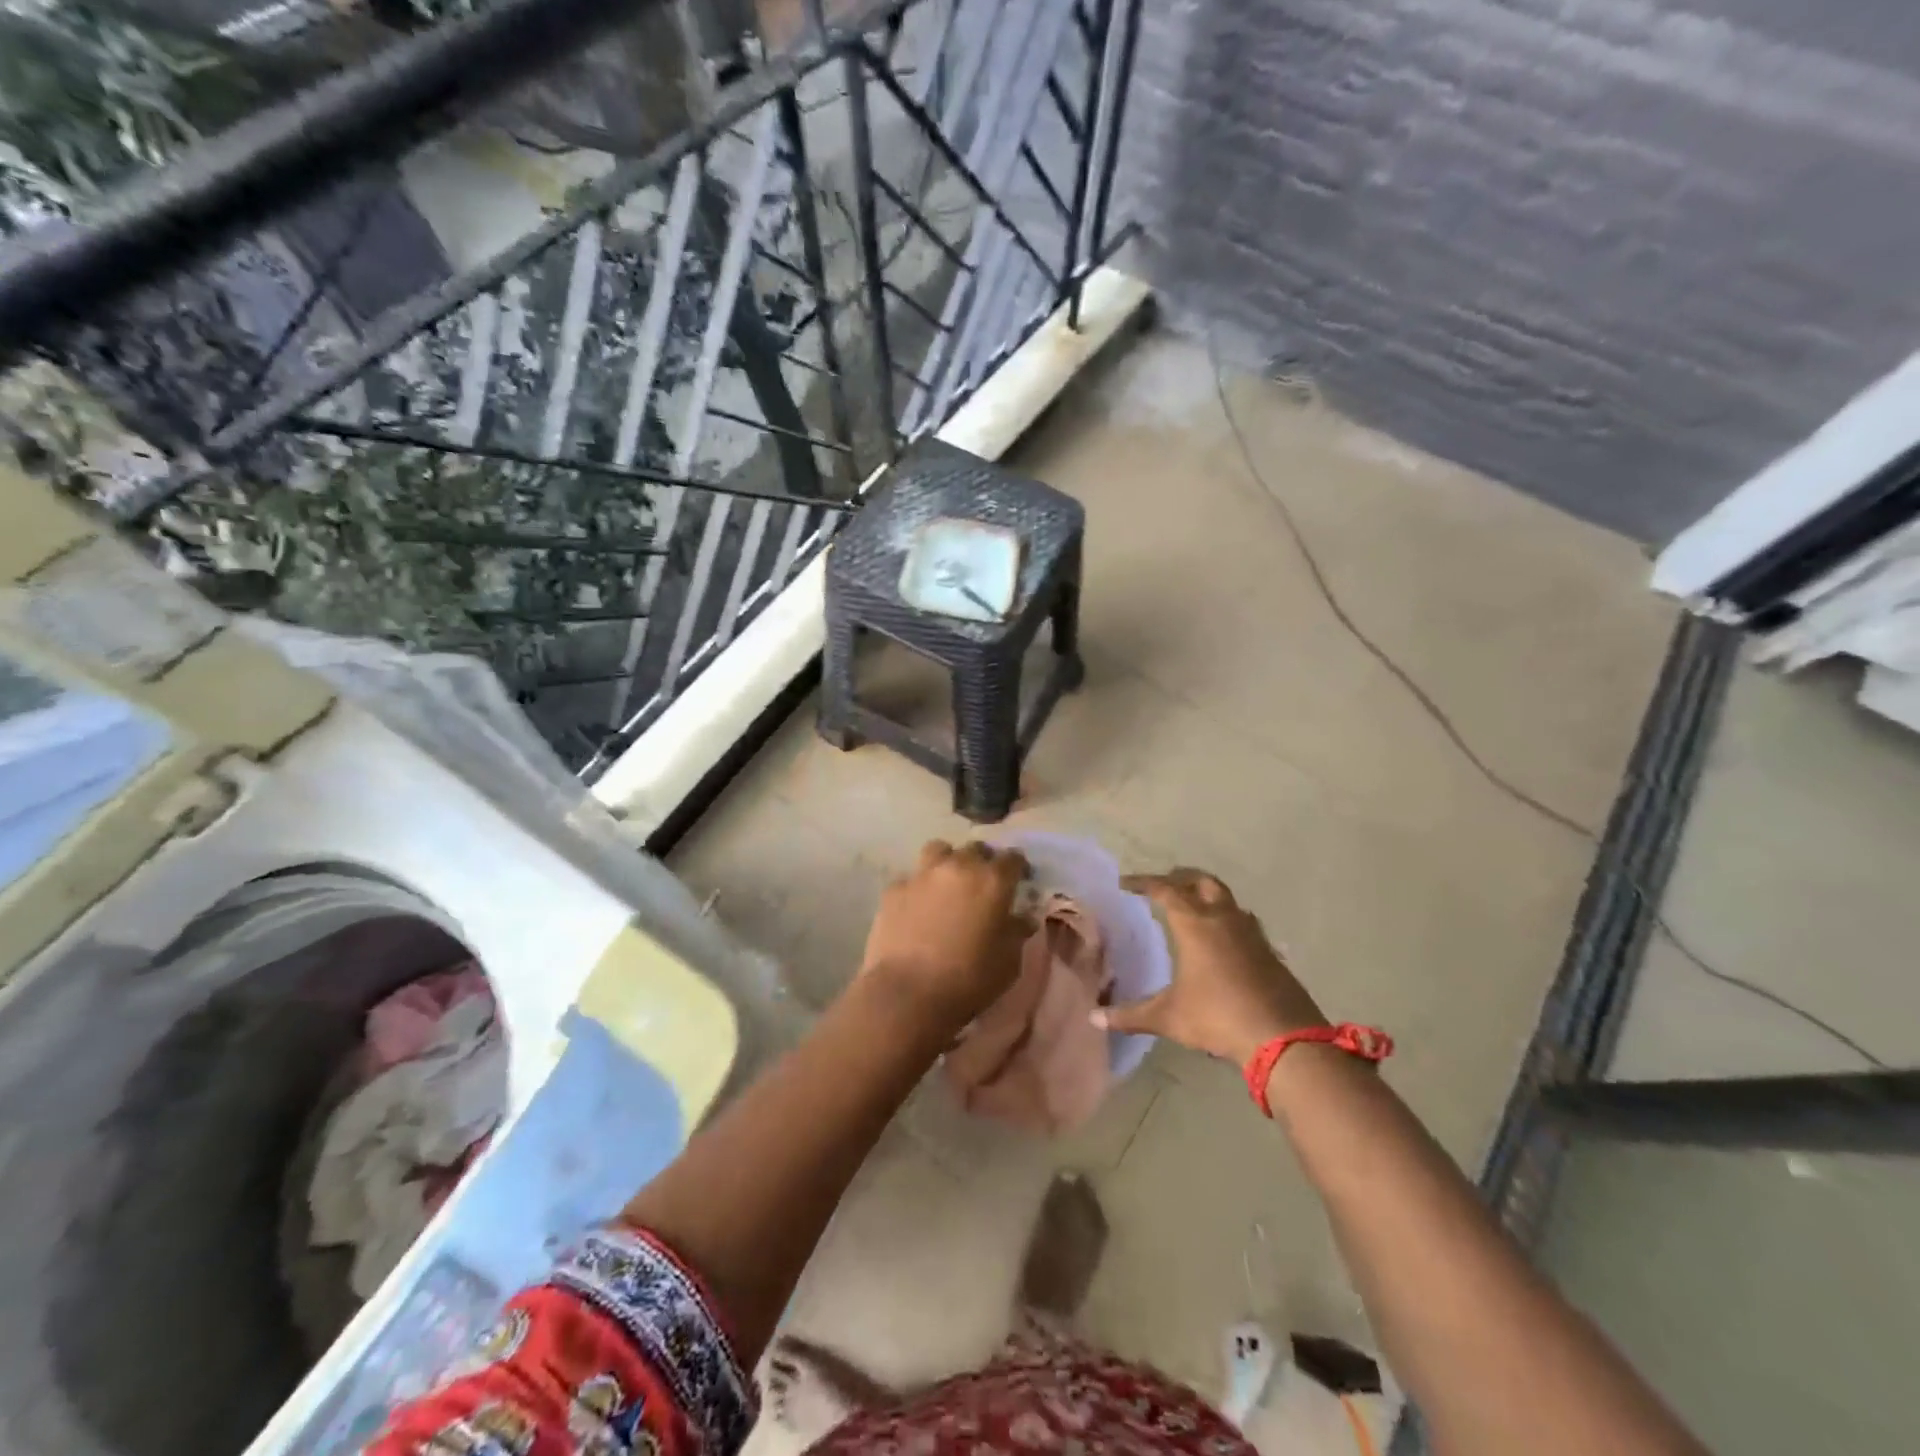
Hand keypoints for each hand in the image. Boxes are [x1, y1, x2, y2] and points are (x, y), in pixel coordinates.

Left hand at [860, 840, 1032, 1029]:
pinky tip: (917, 908)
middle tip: (983, 884)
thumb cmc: (969, 980)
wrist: (908, 994)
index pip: (1012, 858)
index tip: (1019, 880)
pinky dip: (919, 888)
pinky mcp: (894, 889)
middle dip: (983, 861)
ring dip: (948, 861)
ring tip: (948, 883)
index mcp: (992, 881)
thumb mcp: (1008, 962)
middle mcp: (958, 867)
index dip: (1018, 867)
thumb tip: (1022, 918)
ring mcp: (922, 875)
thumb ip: (1017, 932)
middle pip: (976, 849)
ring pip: (939, 850)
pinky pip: (911, 879)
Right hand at [1095, 868, 1326, 1064]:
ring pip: (1227, 899)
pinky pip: (1245, 922)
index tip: (1125, 883)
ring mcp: (1251, 933)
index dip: (1143, 882)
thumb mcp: (1168, 1017)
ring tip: (1193, 908)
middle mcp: (1223, 918)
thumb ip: (1130, 1015)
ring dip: (1207, 896)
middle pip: (1201, 882)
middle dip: (1180, 879)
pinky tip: (1224, 940)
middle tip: (1163, 887)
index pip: (1164, 889)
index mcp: (1194, 924)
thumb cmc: (1218, 1017)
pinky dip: (1229, 919)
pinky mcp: (1270, 951)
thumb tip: (1093, 1018)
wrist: (1284, 1037)